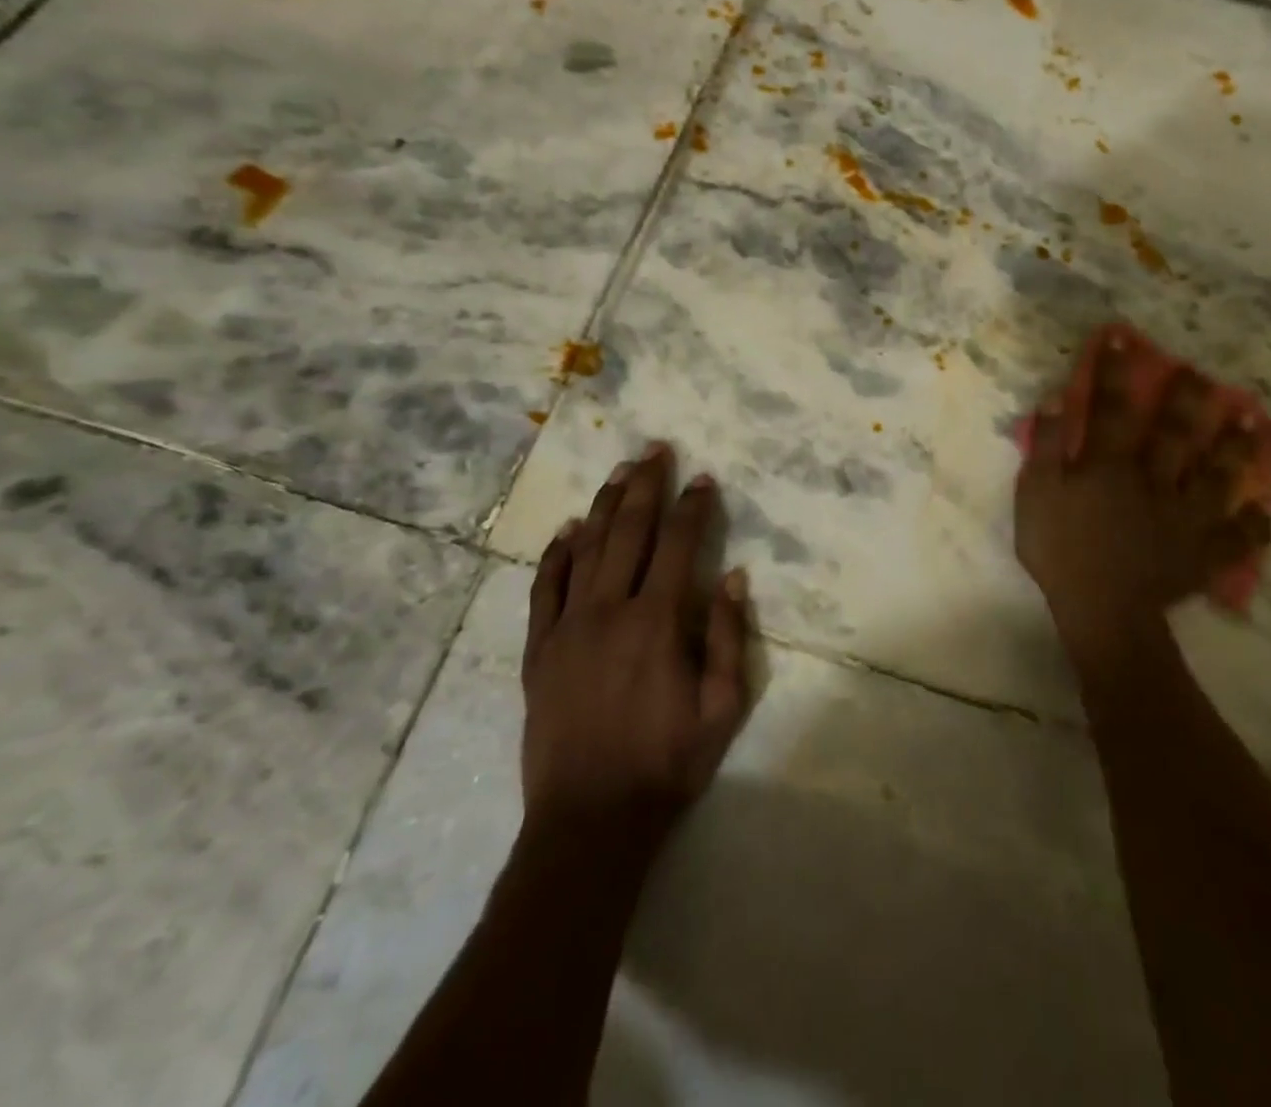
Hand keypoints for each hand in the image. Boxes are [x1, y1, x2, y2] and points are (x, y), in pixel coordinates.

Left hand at [522, 443, 751, 857]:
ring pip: (585, 549)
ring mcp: (566, 627)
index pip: (678, 545)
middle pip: (628, 532)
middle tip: (654, 450)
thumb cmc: (666, 764)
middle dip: (645, 486)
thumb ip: (727, 637)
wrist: (589, 820)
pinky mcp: (538, 650)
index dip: (693, 508)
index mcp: (657, 622)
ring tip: (618, 472)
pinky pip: (544, 589)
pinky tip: (566, 530)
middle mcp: (609, 610)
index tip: (703, 479)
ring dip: (603, 506)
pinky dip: (555, 555)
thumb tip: (732, 576)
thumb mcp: (722, 707)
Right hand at [1014, 329, 1270, 681]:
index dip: (1114, 372)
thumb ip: (1047, 447)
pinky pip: (1235, 538)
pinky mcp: (1202, 553)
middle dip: (1188, 399)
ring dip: (1234, 449)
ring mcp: (1185, 517)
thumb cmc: (1060, 550)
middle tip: (1204, 373)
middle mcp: (1154, 481)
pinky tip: (1263, 513)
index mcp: (1110, 466)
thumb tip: (1056, 400)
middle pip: (1175, 433)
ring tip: (1252, 422)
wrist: (1100, 610)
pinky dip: (1252, 526)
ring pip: (1217, 476)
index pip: (1110, 408)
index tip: (1122, 338)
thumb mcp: (1035, 495)